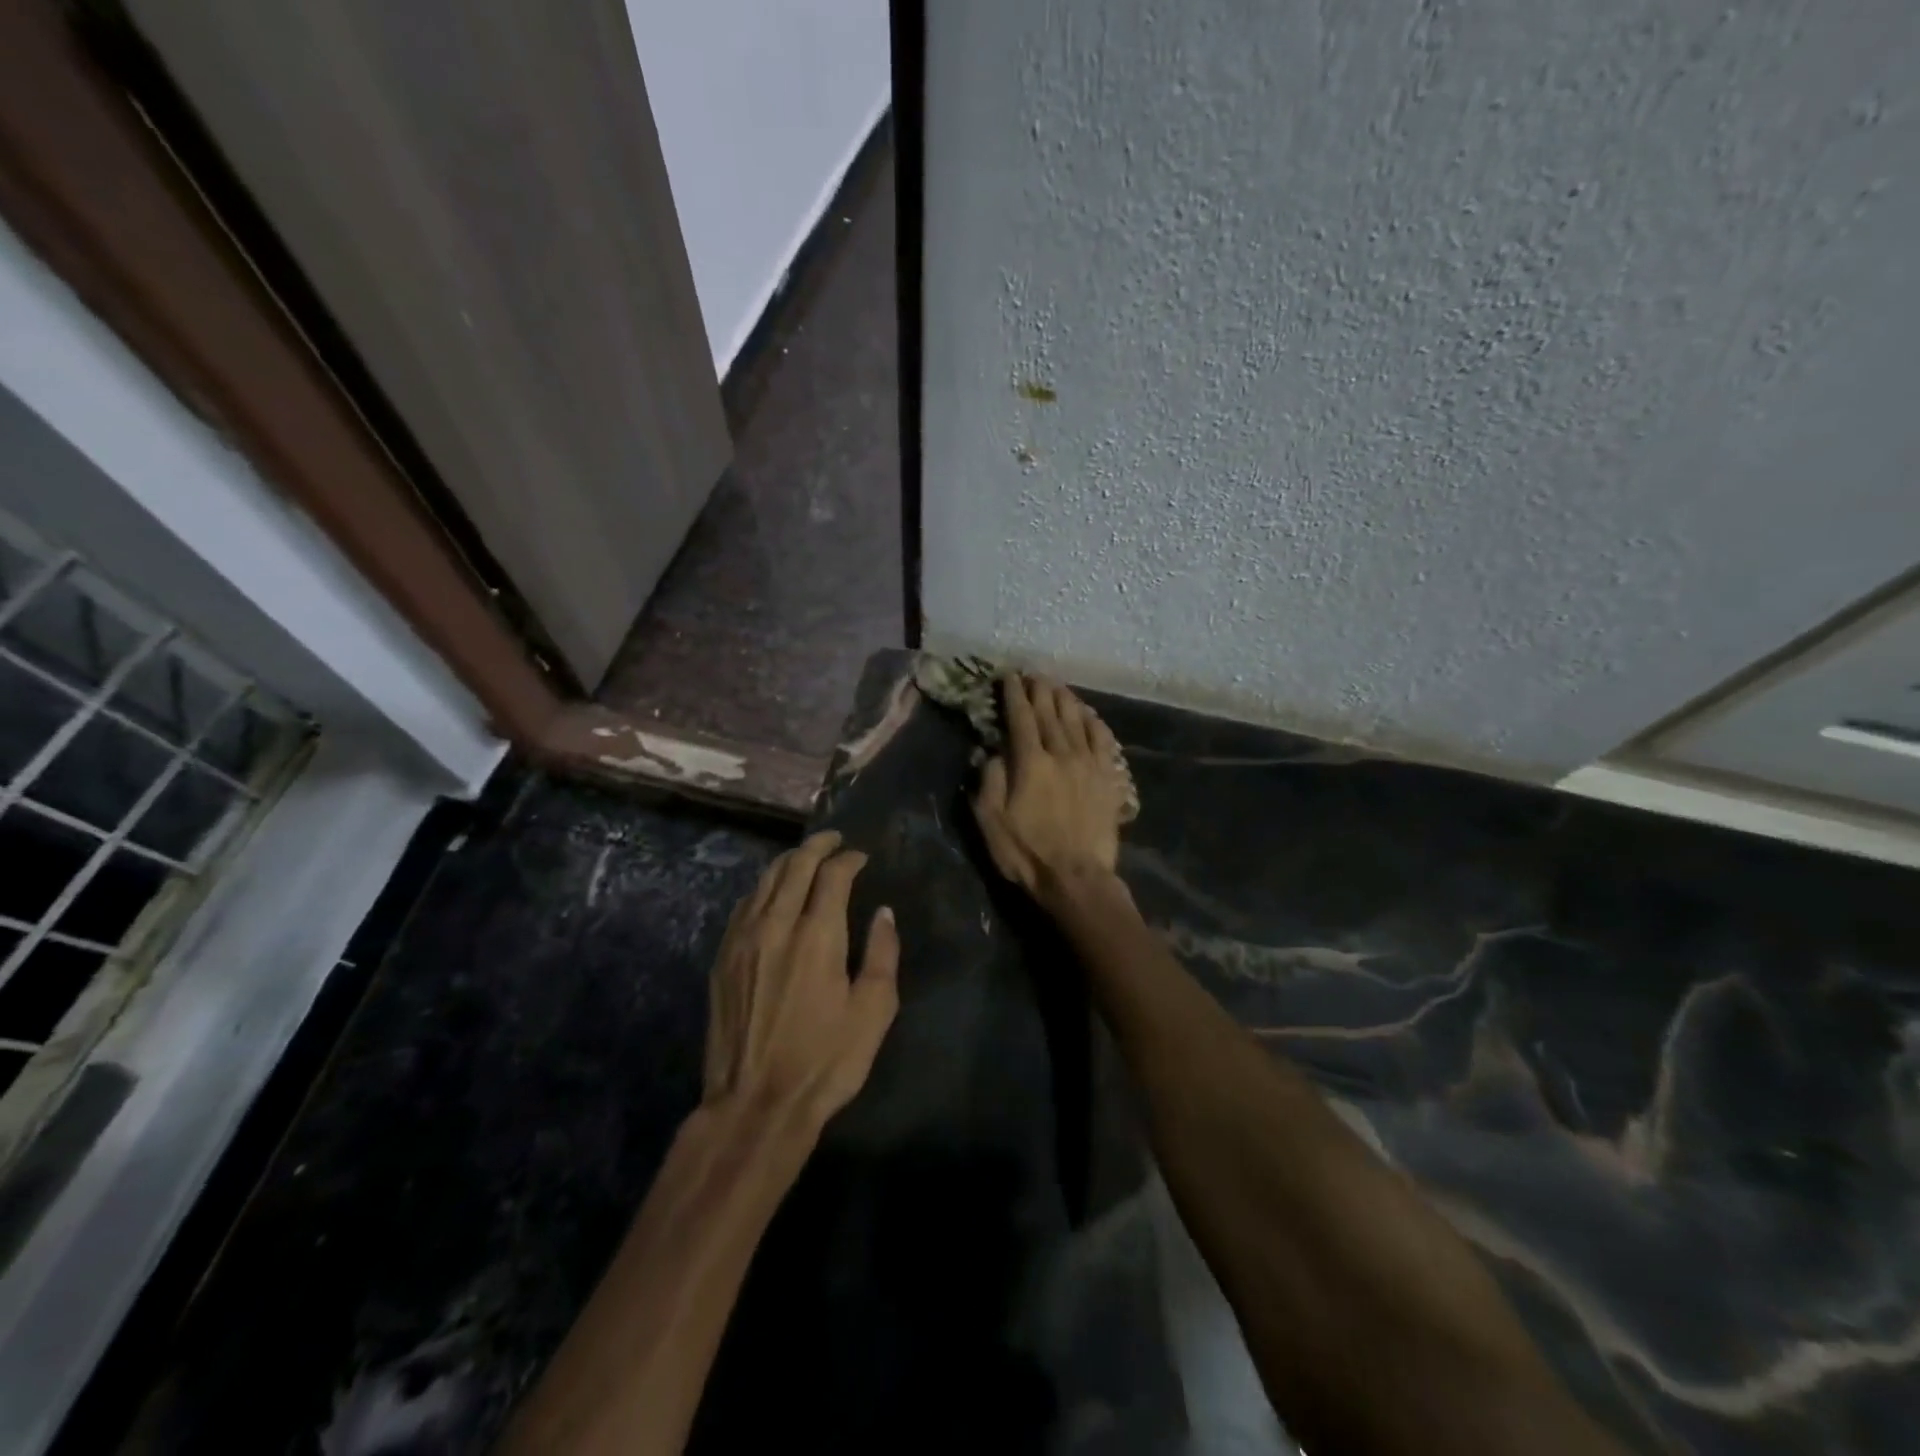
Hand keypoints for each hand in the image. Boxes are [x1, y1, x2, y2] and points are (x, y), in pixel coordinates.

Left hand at [704, 831, 899, 1128]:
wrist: (755, 1105)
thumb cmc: (825, 1060)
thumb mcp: (873, 1011)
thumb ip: (882, 954)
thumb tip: (883, 913)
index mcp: (817, 935)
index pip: (832, 874)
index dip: (849, 858)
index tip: (861, 857)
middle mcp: (776, 925)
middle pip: (794, 866)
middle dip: (817, 846)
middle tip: (834, 840)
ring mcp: (743, 940)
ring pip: (764, 881)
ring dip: (788, 862)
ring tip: (805, 858)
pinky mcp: (722, 959)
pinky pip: (743, 905)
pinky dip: (763, 888)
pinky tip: (770, 894)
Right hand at [973, 674, 1130, 896]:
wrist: (1076, 878)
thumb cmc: (1026, 852)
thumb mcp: (991, 820)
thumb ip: (990, 779)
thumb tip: (992, 750)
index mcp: (1030, 762)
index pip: (1020, 717)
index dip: (1013, 694)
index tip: (1009, 676)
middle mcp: (1061, 753)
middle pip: (1050, 713)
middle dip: (1040, 690)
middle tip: (1033, 674)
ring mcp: (1089, 764)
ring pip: (1077, 721)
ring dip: (1065, 700)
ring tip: (1057, 686)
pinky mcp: (1107, 779)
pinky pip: (1103, 741)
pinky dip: (1095, 723)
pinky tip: (1089, 715)